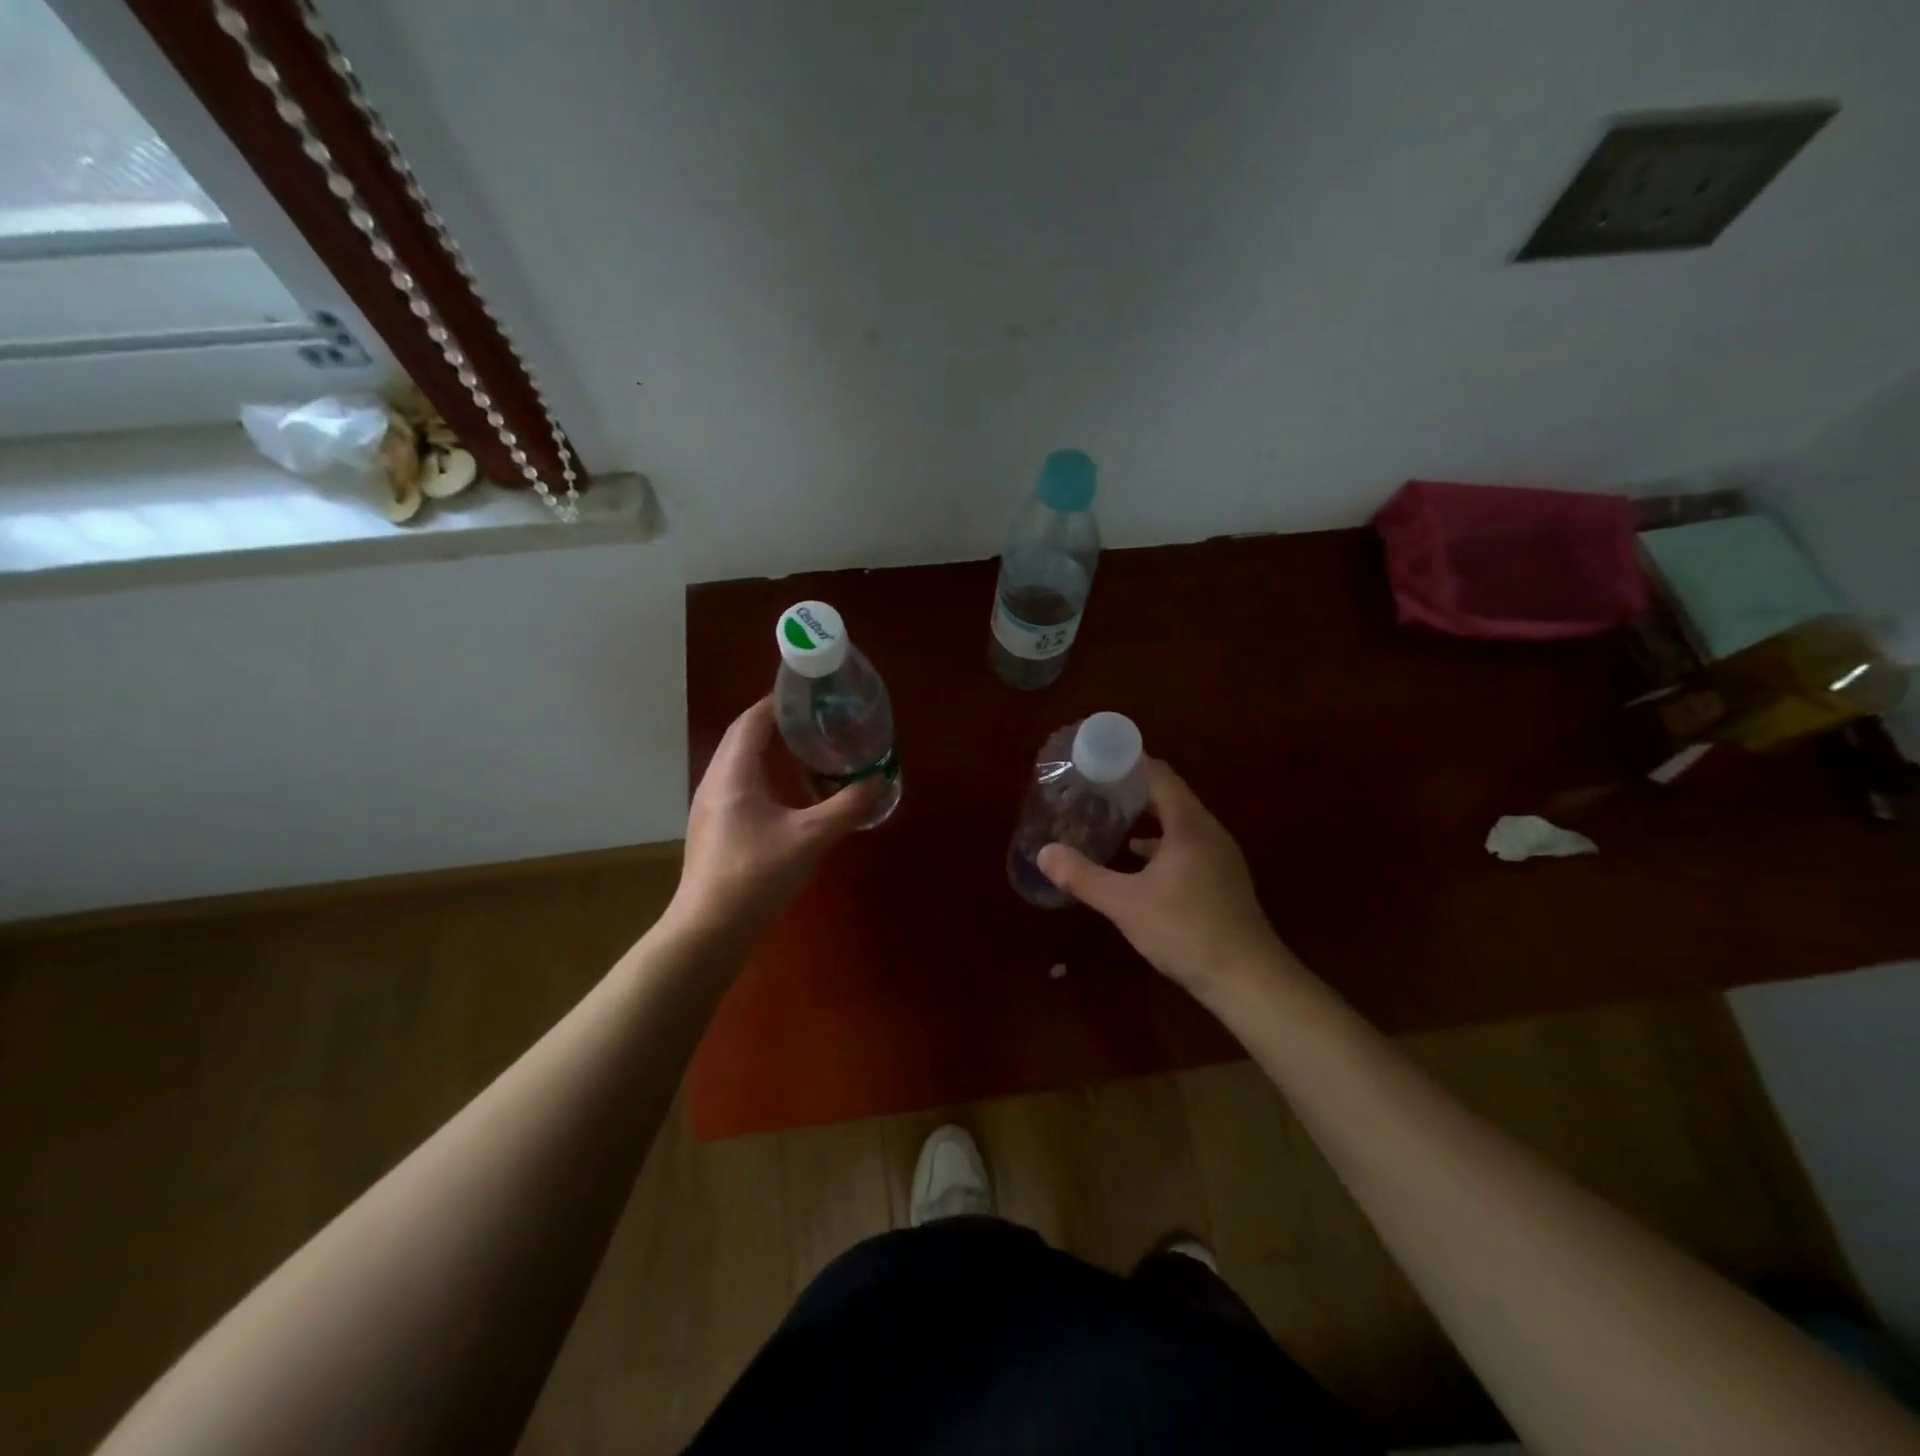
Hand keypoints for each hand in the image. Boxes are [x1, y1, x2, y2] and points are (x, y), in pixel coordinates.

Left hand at [673, 697, 879, 933]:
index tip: (808, 694)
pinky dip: (760, 773)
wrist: (710, 928)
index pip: (752, 720)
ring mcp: (709, 806)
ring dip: (765, 748)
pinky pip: (736, 783)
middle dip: (774, 722)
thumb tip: (879, 782)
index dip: (777, 702)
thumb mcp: (810, 838)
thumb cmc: (757, 874)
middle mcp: (715, 782)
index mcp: (733, 773)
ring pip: (736, 761)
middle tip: (813, 718)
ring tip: (802, 747)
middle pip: (741, 736)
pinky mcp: (712, 828)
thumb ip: (847, 807)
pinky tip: (783, 791)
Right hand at [1037, 758, 1288, 994]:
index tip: (1098, 758)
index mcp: (1189, 826)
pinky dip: (1160, 844)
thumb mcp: (1125, 903)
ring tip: (1110, 817)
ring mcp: (1219, 857)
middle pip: (1170, 796)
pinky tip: (1138, 860)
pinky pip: (1186, 846)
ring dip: (1147, 817)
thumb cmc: (1186, 931)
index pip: (1160, 776)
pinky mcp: (1221, 880)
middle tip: (1095, 787)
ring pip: (1179, 823)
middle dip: (1133, 789)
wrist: (1248, 979)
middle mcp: (1208, 832)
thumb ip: (1083, 877)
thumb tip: (1044, 853)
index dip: (1130, 762)